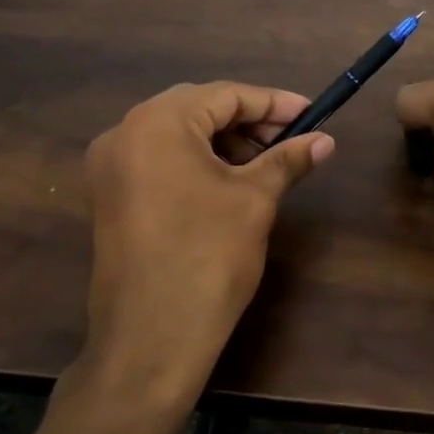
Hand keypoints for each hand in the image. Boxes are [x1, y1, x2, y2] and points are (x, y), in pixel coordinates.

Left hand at [82, 83, 333, 406]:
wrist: (152, 338)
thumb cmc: (208, 257)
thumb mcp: (254, 200)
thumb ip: (287, 160)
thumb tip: (325, 141)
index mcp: (157, 123)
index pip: (224, 95)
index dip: (273, 103)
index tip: (311, 114)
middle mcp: (123, 133)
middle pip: (196, 109)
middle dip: (247, 121)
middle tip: (289, 139)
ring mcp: (109, 167)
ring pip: (175, 135)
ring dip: (222, 142)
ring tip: (264, 164)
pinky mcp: (108, 197)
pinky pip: (157, 160)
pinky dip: (194, 162)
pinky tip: (227, 182)